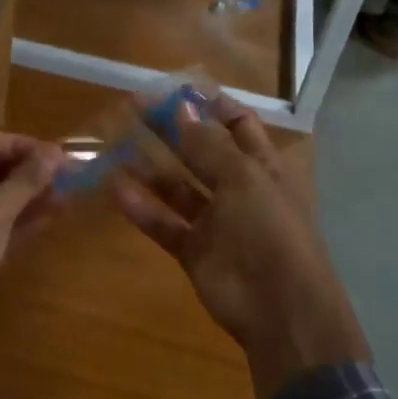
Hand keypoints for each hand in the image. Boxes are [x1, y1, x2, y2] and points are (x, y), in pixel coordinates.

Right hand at [110, 96, 368, 398]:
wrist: (281, 311)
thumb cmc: (271, 231)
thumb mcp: (244, 178)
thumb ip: (209, 144)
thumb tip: (180, 107)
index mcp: (264, 166)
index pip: (237, 124)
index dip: (209, 104)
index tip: (174, 87)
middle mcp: (240, 188)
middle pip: (201, 150)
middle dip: (172, 128)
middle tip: (134, 106)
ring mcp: (217, 222)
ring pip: (178, 188)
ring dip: (151, 168)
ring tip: (117, 144)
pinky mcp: (195, 251)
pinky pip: (165, 223)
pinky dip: (142, 208)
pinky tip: (116, 189)